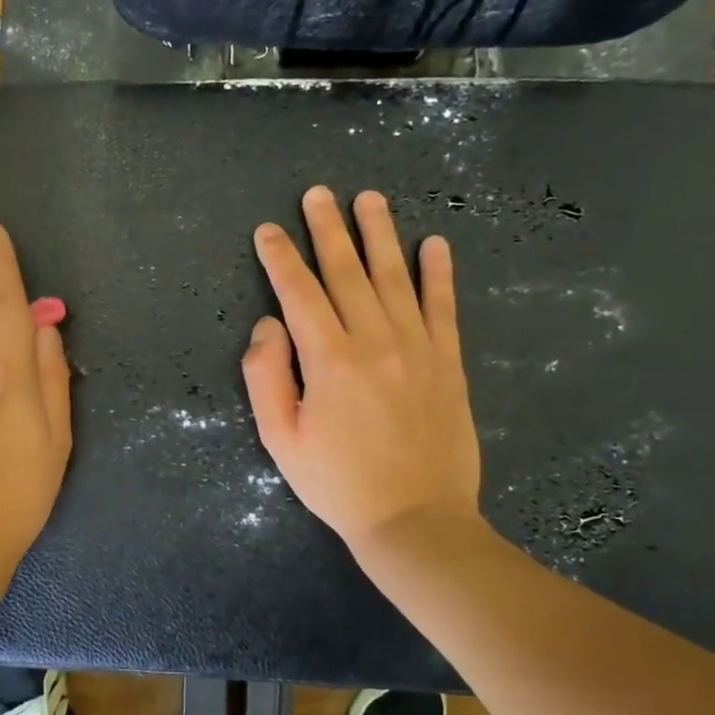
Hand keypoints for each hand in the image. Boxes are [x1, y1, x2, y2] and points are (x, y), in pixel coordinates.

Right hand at [241, 186, 482, 554]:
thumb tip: (268, 325)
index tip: (268, 230)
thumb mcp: (280, 439)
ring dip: (380, 235)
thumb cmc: (337, 483)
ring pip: (395, 277)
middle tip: (318, 193)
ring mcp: (418, 348)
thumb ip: (265, 377)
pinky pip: (443, 307)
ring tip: (369, 199)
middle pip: (347, 272)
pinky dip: (439, 273)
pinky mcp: (448, 362)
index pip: (299, 293)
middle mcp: (375, 341)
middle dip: (327, 229)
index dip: (280, 258)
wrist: (416, 520)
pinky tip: (434, 244)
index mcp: (329, 360)